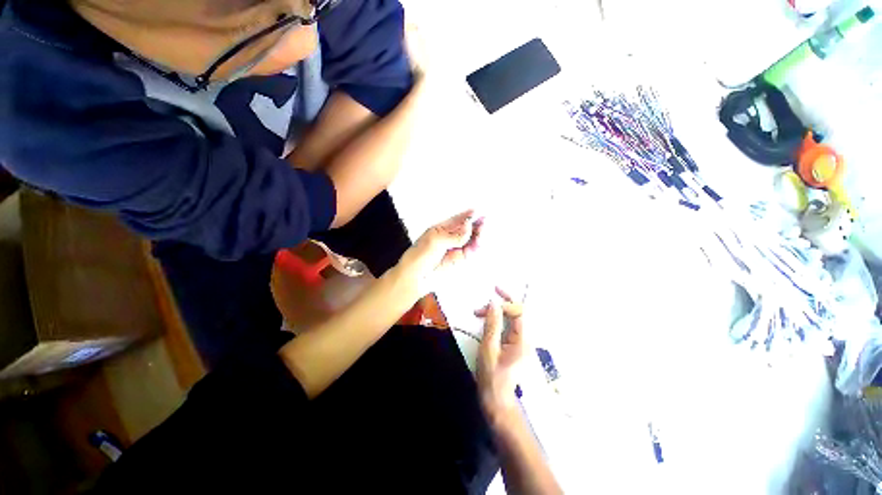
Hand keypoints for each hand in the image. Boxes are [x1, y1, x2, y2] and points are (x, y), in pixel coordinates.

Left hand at [399, 210, 482, 291]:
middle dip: (476, 225)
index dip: (469, 215)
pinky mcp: (459, 259)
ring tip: (482, 234)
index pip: (458, 219)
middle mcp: (450, 236)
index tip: (480, 212)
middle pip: (467, 228)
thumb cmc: (420, 255)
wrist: (415, 277)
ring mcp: (455, 248)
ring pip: (471, 239)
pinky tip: (479, 242)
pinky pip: (471, 250)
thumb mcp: (436, 241)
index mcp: (441, 228)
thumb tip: (469, 226)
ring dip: (478, 235)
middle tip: (484, 223)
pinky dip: (476, 246)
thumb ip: (454, 235)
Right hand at [476, 288, 526, 422]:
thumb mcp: (489, 349)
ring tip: (482, 310)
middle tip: (493, 291)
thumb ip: (492, 325)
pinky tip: (489, 318)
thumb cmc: (492, 377)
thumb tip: (493, 304)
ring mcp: (522, 343)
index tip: (487, 306)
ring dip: (501, 310)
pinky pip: (510, 326)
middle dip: (506, 301)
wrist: (497, 401)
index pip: (520, 313)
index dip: (505, 305)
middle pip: (520, 313)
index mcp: (523, 341)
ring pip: (515, 318)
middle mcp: (526, 339)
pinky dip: (500, 319)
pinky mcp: (516, 345)